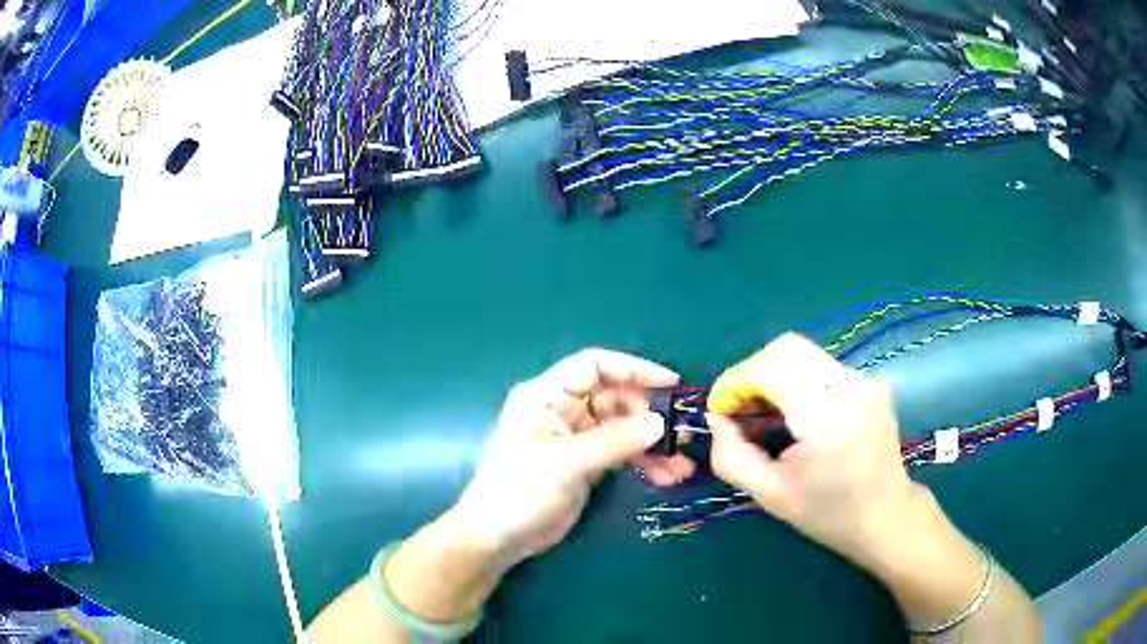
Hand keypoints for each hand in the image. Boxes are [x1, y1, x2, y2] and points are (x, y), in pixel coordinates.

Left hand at [449, 348, 681, 566]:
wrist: (499, 538)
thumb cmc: (521, 490)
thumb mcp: (567, 462)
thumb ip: (615, 440)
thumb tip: (661, 422)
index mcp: (547, 395)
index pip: (595, 366)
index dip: (633, 369)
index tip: (671, 384)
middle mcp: (563, 410)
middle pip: (615, 398)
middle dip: (649, 414)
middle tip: (682, 432)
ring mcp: (576, 438)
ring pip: (623, 428)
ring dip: (652, 443)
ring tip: (682, 463)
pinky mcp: (586, 464)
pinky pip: (621, 453)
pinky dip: (643, 462)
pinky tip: (667, 476)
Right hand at [706, 333, 918, 564]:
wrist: (885, 515)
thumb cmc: (827, 514)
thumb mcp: (770, 495)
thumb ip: (732, 456)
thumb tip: (715, 418)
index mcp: (829, 420)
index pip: (773, 368)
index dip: (737, 381)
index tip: (720, 410)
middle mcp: (852, 388)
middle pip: (788, 348)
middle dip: (752, 372)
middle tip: (739, 408)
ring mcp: (866, 380)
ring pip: (803, 352)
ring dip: (772, 374)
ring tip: (763, 412)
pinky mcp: (869, 381)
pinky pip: (820, 364)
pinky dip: (794, 378)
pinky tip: (792, 412)